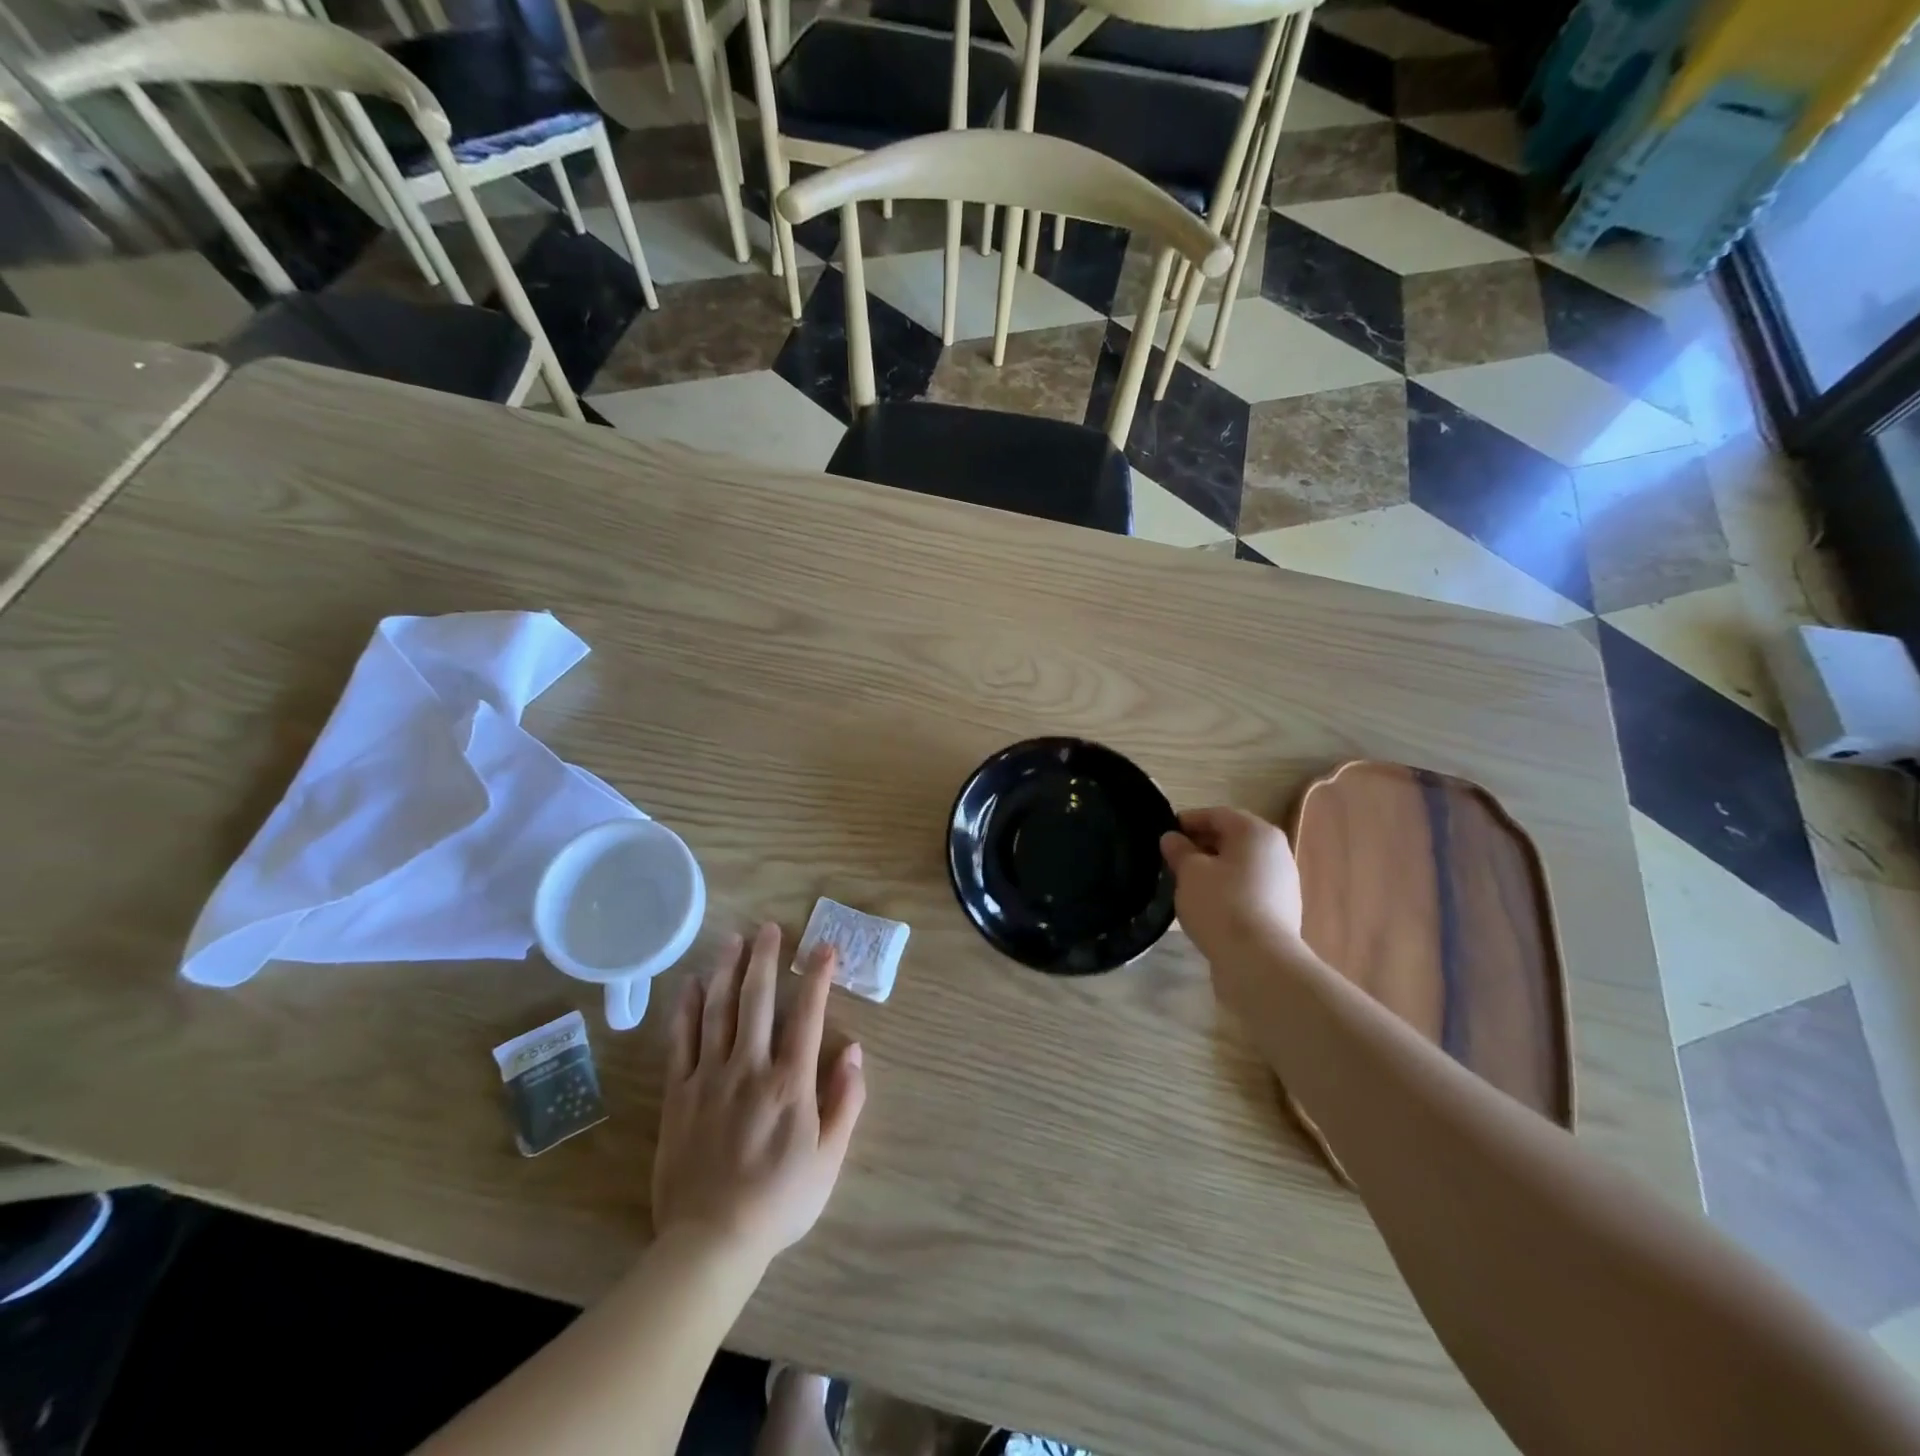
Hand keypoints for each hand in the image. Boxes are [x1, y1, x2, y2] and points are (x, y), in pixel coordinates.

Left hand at [652, 923, 865, 1266]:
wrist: (710, 1242)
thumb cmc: (779, 1201)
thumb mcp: (829, 1159)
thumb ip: (845, 1102)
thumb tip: (855, 1051)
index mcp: (790, 1082)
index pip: (807, 1015)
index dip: (817, 977)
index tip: (824, 948)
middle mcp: (749, 1067)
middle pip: (757, 1000)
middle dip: (765, 959)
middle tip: (769, 928)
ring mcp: (709, 1077)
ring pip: (718, 1011)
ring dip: (728, 971)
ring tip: (734, 940)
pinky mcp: (679, 1093)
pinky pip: (681, 1040)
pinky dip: (687, 1008)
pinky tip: (693, 984)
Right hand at [1161, 807, 1305, 997]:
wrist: (1260, 961)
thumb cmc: (1221, 904)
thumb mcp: (1190, 873)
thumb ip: (1179, 850)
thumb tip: (1172, 838)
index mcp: (1255, 832)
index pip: (1217, 814)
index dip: (1188, 821)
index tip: (1165, 834)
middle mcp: (1276, 850)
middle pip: (1232, 837)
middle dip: (1201, 844)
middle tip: (1173, 858)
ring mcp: (1283, 880)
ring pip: (1241, 864)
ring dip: (1215, 867)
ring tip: (1187, 882)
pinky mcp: (1282, 908)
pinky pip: (1249, 887)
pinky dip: (1228, 887)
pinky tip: (1209, 904)